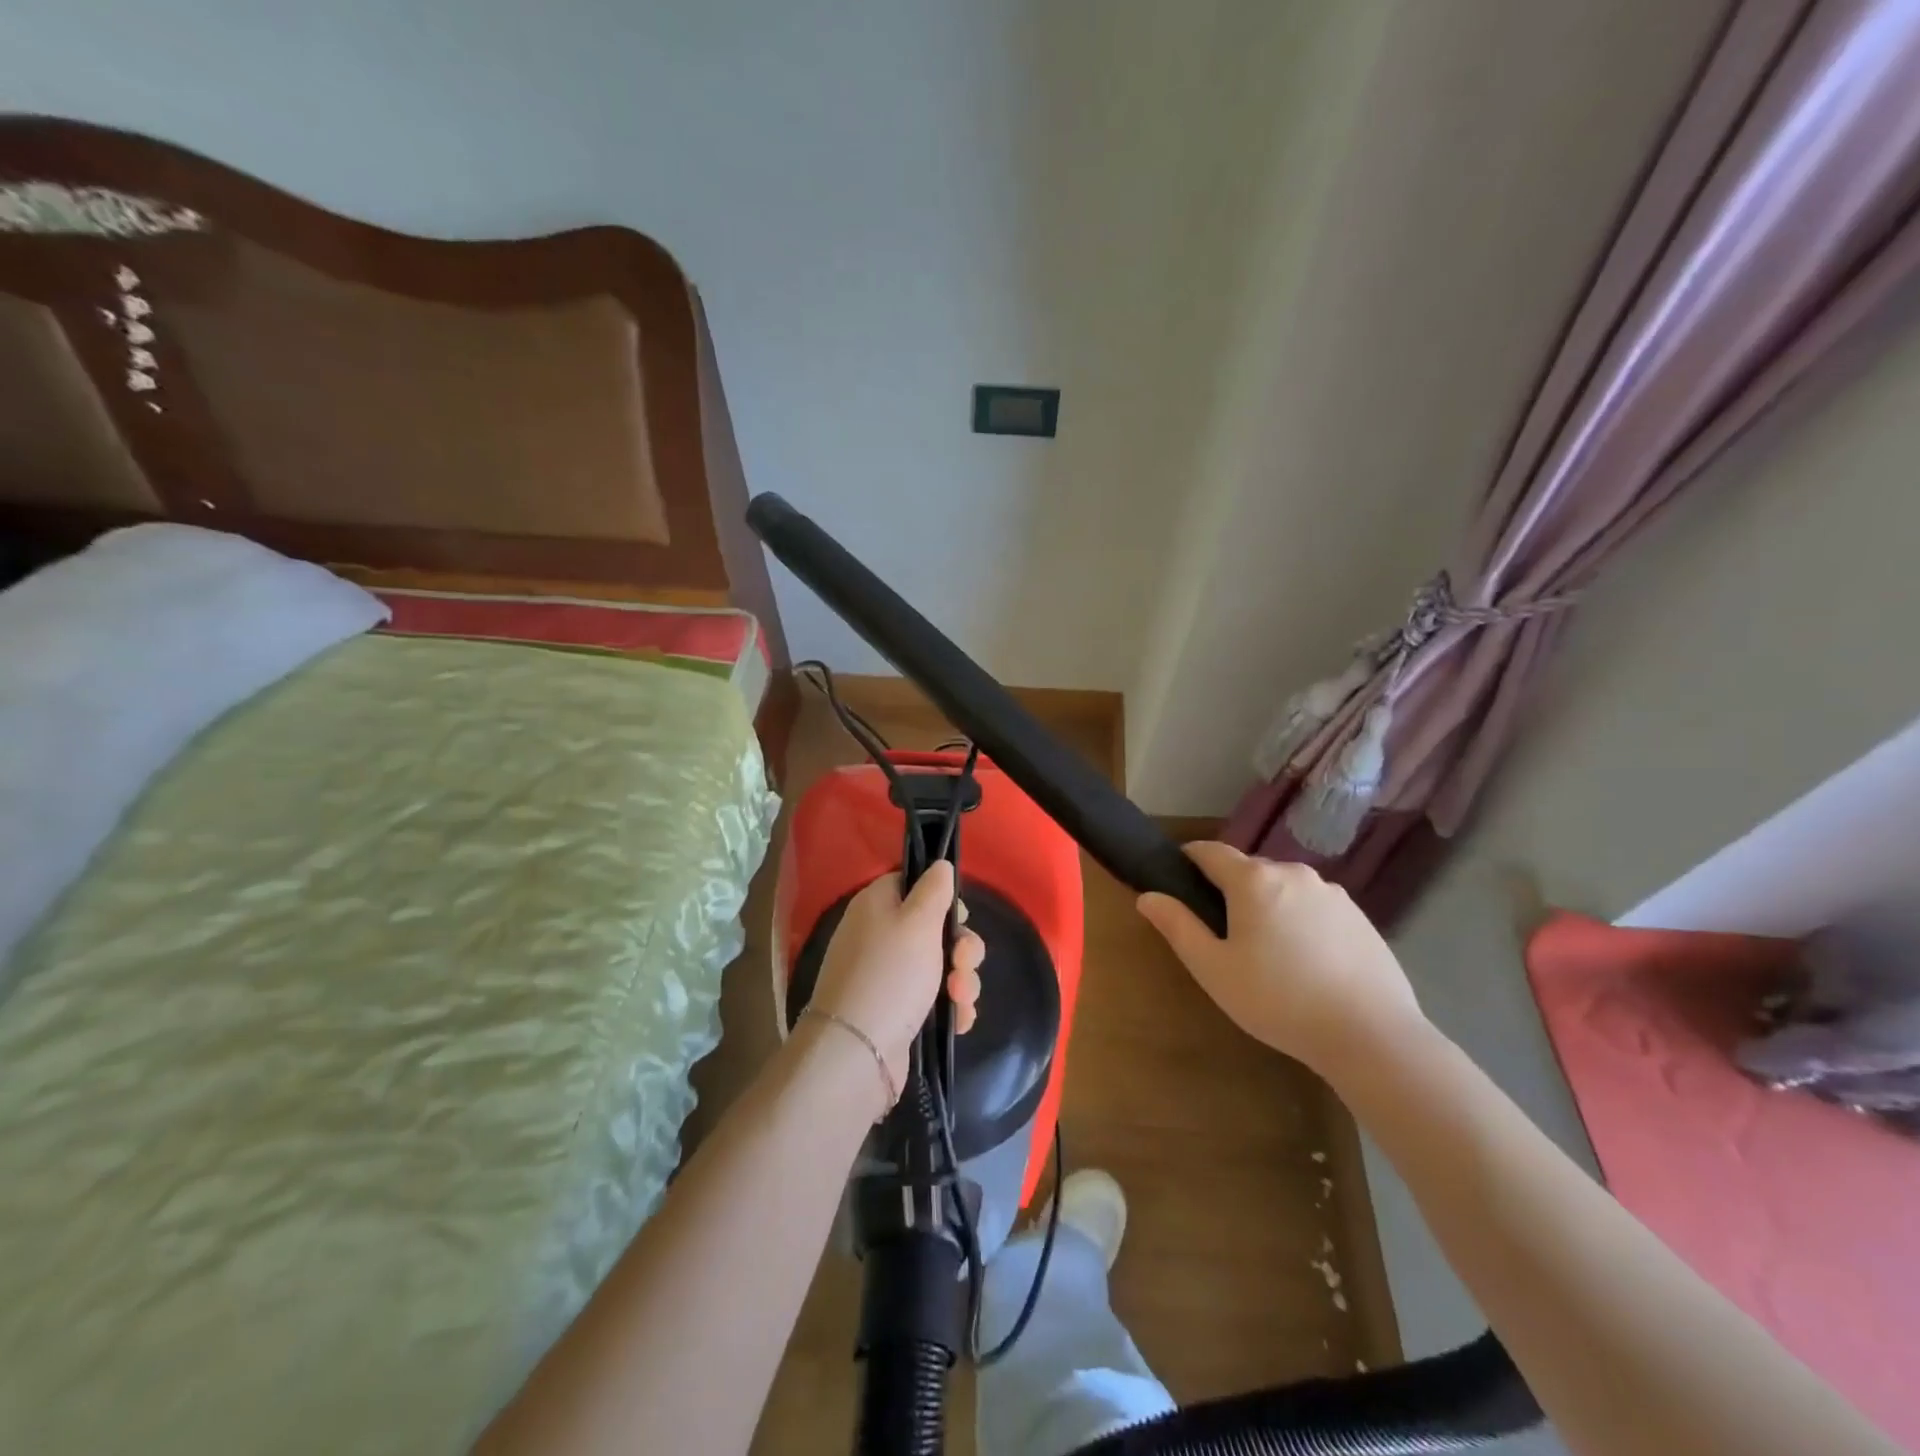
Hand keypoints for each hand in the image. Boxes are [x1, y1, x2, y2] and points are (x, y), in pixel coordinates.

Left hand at [810, 862, 984, 1098]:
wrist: (857, 1052)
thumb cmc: (891, 975)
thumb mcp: (918, 921)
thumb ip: (934, 889)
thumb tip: (940, 865)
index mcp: (877, 905)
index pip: (913, 883)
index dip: (942, 897)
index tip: (960, 916)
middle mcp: (880, 935)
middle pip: (935, 927)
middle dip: (961, 947)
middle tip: (962, 963)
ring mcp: (888, 975)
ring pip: (941, 965)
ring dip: (962, 980)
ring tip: (961, 999)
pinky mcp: (898, 1010)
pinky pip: (935, 998)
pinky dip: (951, 1007)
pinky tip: (960, 1021)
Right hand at [1136, 841, 1423, 1072]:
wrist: (1372, 1035)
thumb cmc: (1278, 1000)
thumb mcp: (1213, 969)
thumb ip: (1178, 926)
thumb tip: (1148, 896)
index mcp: (1253, 880)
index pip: (1210, 851)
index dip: (1188, 860)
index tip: (1178, 880)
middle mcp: (1293, 873)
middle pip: (1248, 870)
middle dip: (1229, 890)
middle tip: (1223, 935)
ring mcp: (1332, 893)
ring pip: (1284, 888)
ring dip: (1268, 906)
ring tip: (1268, 954)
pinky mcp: (1360, 916)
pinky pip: (1315, 906)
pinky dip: (1301, 921)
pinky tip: (1307, 963)